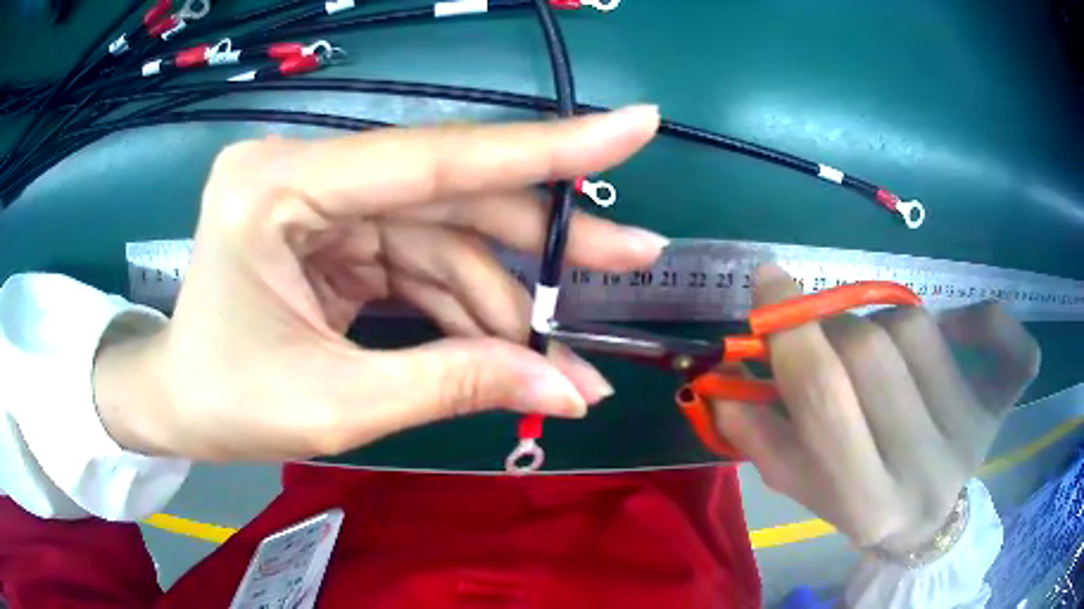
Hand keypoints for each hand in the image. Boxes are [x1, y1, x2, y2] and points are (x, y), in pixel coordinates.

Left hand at [93, 106, 666, 461]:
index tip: (635, 128)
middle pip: (452, 196)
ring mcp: (324, 200)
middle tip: (635, 257)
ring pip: (446, 237)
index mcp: (279, 188)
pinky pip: (423, 263)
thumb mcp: (337, 406)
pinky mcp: (337, 234)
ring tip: (565, 360)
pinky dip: (471, 311)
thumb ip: (453, 383)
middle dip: (545, 241)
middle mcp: (306, 172)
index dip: (546, 147)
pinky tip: (509, 353)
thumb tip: (567, 390)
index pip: (433, 158)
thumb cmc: (227, 406)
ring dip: (509, 300)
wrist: (179, 406)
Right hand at [712, 265, 1039, 553]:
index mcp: (867, 503)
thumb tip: (722, 376)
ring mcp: (974, 432)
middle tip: (826, 330)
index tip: (770, 281)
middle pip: (872, 351)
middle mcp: (927, 469)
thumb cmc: (861, 503)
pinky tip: (961, 327)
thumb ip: (760, 436)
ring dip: (885, 323)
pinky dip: (987, 317)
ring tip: (882, 350)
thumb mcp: (804, 487)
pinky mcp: (1005, 405)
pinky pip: (1008, 340)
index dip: (793, 330)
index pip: (826, 399)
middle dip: (834, 324)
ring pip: (920, 329)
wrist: (927, 522)